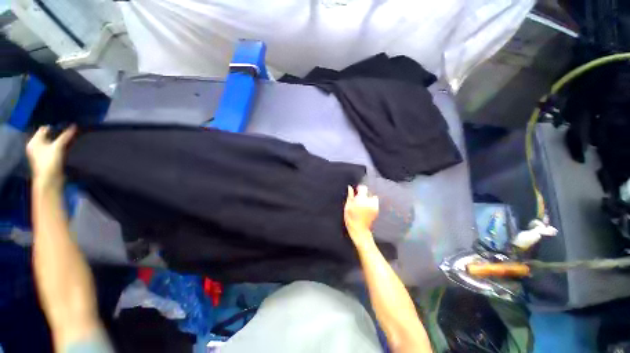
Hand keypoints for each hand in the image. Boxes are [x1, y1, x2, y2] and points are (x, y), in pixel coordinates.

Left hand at [27, 125, 76, 187]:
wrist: (50, 180)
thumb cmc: (50, 161)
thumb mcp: (58, 147)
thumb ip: (66, 136)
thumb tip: (74, 126)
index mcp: (34, 141)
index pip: (43, 129)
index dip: (54, 127)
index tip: (65, 125)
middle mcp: (36, 146)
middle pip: (48, 136)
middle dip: (58, 134)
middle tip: (69, 131)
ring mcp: (42, 153)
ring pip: (53, 143)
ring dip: (61, 140)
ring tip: (71, 137)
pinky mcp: (49, 159)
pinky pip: (55, 149)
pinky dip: (62, 146)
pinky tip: (69, 145)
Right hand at [344, 185, 378, 242]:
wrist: (359, 229)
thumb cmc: (350, 217)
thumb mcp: (347, 206)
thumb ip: (350, 195)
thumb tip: (350, 187)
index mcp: (361, 199)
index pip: (363, 188)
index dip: (359, 188)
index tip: (356, 191)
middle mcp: (369, 201)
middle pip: (369, 193)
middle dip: (364, 194)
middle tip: (358, 200)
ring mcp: (374, 206)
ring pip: (373, 198)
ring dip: (368, 199)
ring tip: (362, 204)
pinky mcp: (376, 211)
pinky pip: (375, 203)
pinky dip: (371, 204)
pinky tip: (365, 209)